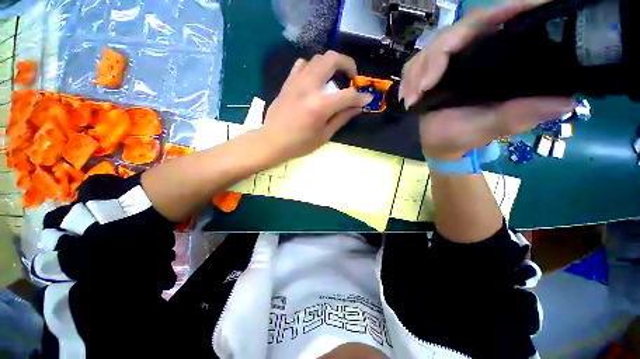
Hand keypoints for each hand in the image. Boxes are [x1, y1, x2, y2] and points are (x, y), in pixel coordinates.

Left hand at [258, 51, 372, 160]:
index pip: (348, 94)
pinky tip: (315, 80)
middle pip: (332, 59)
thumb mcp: (324, 135)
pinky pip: (302, 65)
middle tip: (351, 78)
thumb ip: (342, 118)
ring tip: (334, 79)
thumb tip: (358, 107)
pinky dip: (313, 68)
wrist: (272, 141)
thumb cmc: (299, 144)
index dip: (361, 96)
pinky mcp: (288, 82)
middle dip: (348, 64)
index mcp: (320, 106)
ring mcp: (296, 82)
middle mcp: (309, 87)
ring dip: (331, 64)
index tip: (367, 99)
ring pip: (318, 58)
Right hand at [400, 0, 574, 159]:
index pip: (494, 22)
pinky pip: (414, 65)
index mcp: (493, 59)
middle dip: (433, 60)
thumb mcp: (495, 126)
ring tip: (412, 99)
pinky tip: (407, 97)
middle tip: (423, 88)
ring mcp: (447, 63)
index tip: (496, 17)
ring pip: (429, 49)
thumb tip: (566, 100)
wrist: (440, 144)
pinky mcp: (427, 73)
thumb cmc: (466, 135)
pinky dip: (408, 79)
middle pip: (453, 33)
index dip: (498, 11)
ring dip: (416, 73)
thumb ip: (522, 114)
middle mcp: (471, 53)